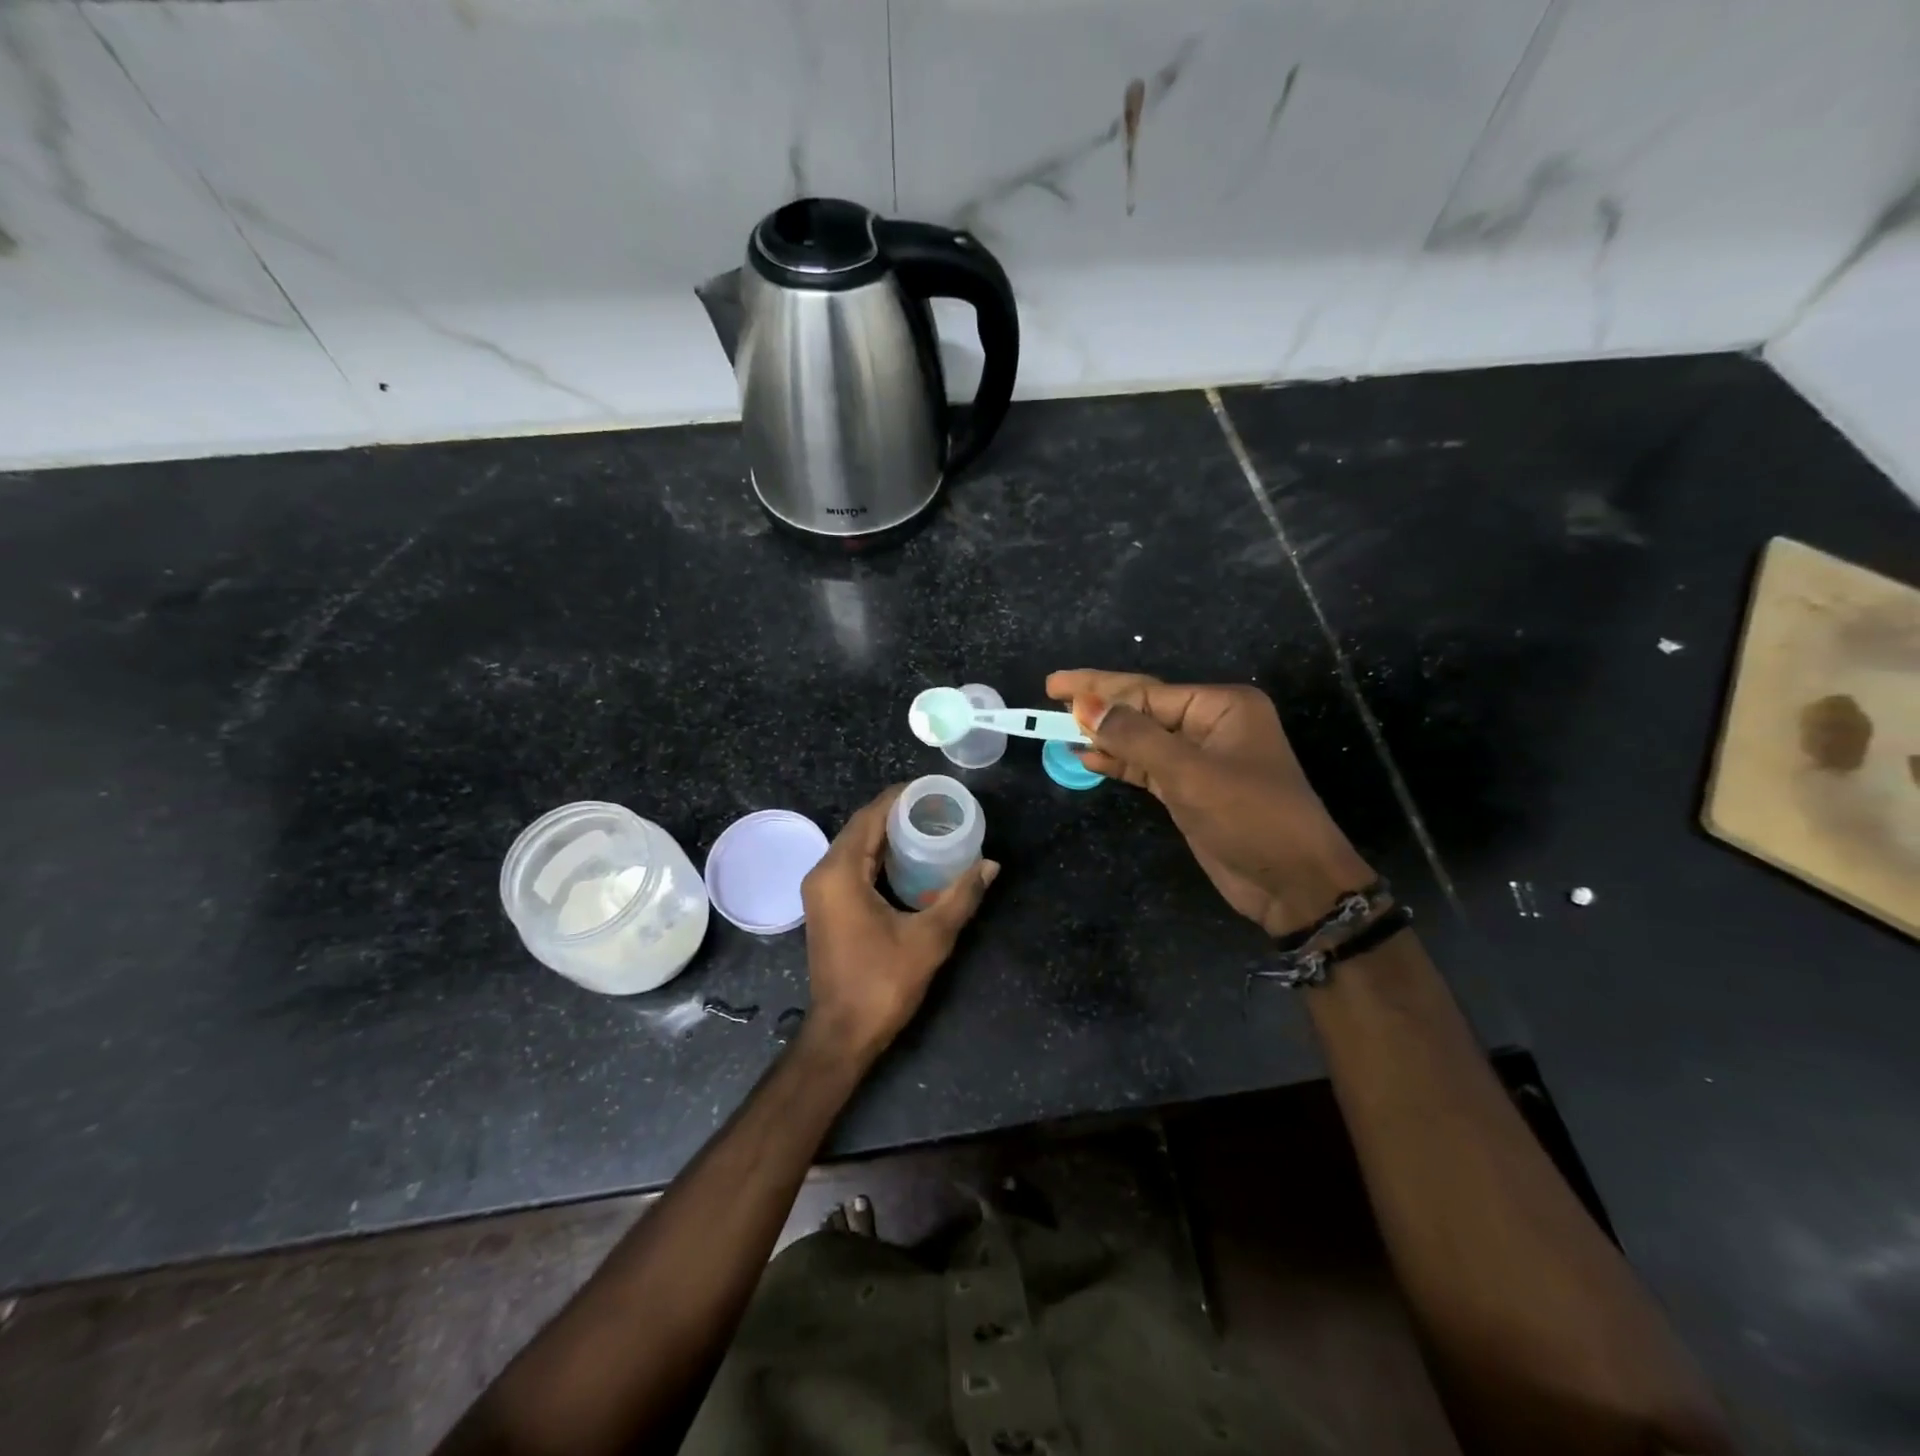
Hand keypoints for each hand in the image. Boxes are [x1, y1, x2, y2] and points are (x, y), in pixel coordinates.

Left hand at [799, 785, 998, 1060]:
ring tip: (928, 825)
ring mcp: (821, 891)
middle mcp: (823, 873)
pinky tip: (908, 858)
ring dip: (887, 833)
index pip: (870, 816)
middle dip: (896, 812)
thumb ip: (962, 896)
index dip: (900, 797)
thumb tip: (990, 865)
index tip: (933, 789)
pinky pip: (851, 865)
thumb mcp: (930, 938)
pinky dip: (877, 855)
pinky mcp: (826, 906)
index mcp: (840, 872)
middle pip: (861, 827)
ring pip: (855, 845)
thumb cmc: (883, 982)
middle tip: (937, 807)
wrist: (843, 1032)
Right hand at [1047, 670, 1373, 936]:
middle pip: (1141, 709)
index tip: (1055, 688)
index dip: (1099, 689)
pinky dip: (1117, 763)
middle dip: (1098, 704)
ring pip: (1140, 738)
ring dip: (1103, 736)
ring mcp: (1199, 758)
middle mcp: (1210, 725)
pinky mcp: (1189, 789)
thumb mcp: (1188, 773)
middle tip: (1051, 692)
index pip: (1147, 692)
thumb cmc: (1248, 816)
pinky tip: (1086, 758)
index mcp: (1221, 707)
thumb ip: (1134, 737)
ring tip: (1057, 727)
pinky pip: (1145, 766)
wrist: (1291, 882)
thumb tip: (1084, 705)